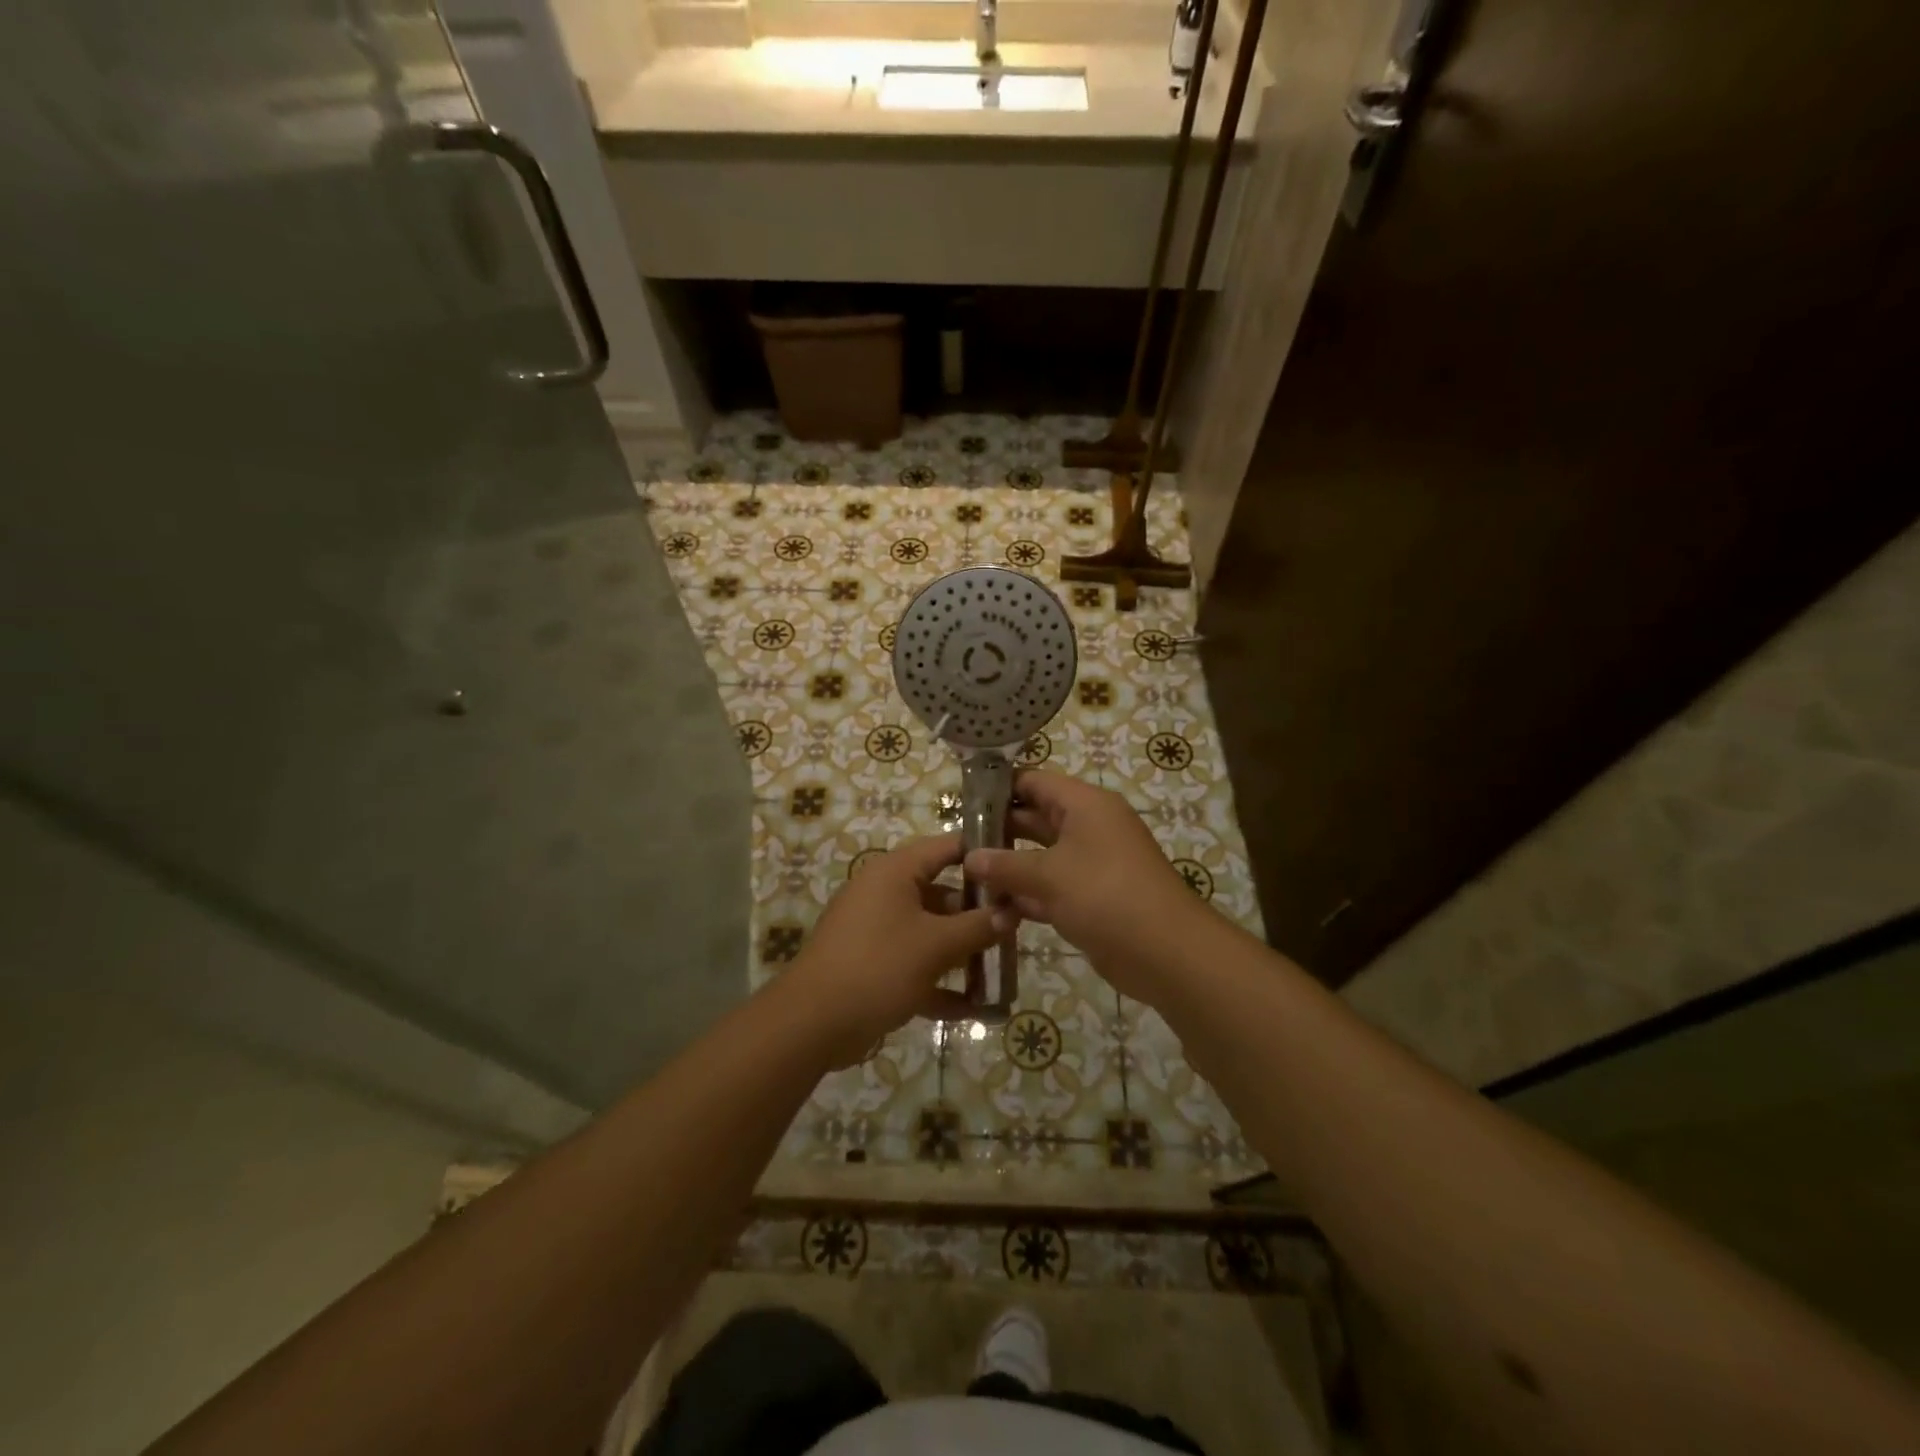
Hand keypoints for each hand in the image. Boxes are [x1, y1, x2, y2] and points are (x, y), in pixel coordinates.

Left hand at [784, 832, 1006, 1065]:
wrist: (811, 1023)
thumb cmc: (878, 967)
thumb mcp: (936, 946)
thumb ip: (978, 927)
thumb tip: (1012, 913)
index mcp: (895, 872)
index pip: (947, 847)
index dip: (983, 853)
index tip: (1017, 866)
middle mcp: (884, 893)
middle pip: (941, 891)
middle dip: (978, 911)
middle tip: (1016, 924)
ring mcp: (876, 930)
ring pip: (930, 930)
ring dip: (962, 949)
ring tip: (1002, 964)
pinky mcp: (872, 964)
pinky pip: (914, 963)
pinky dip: (940, 980)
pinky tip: (974, 1006)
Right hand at [963, 769, 1200, 996]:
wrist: (1165, 952)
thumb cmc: (1104, 894)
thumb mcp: (1049, 875)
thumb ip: (1005, 865)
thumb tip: (969, 857)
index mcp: (1085, 805)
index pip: (1035, 782)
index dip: (999, 788)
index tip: (961, 801)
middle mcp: (1088, 827)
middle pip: (1035, 819)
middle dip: (998, 832)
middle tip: (956, 844)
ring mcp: (1090, 865)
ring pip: (1040, 857)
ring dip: (1008, 869)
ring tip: (966, 878)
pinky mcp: (1090, 898)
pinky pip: (1050, 888)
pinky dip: (1026, 897)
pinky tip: (993, 910)